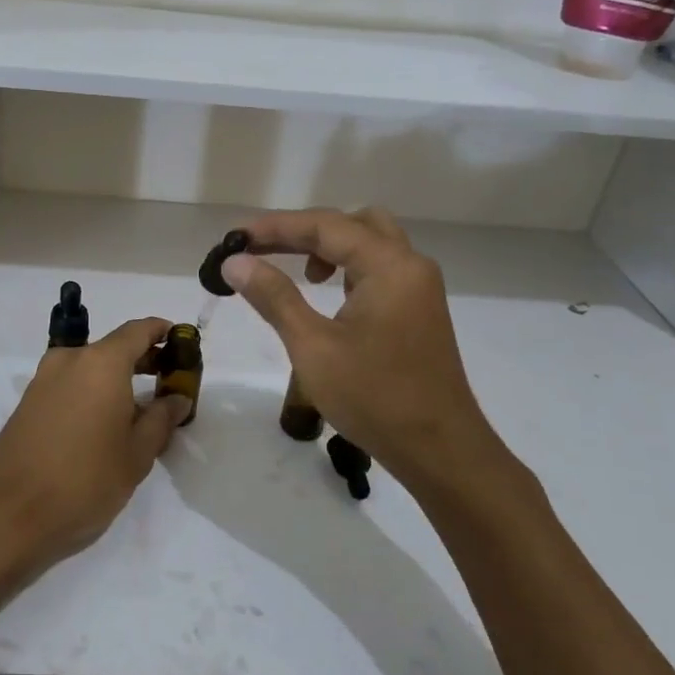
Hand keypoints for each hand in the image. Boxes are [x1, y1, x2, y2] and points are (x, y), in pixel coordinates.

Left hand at [0, 318, 190, 587]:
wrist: (6, 516)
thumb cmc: (84, 481)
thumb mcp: (136, 456)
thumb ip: (160, 420)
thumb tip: (177, 398)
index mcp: (101, 363)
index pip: (137, 330)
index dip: (161, 331)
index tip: (179, 342)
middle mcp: (69, 360)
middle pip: (113, 348)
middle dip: (141, 358)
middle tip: (167, 380)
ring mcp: (43, 381)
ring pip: (89, 368)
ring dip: (115, 379)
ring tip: (139, 410)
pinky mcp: (27, 404)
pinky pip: (69, 385)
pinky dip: (92, 393)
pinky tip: (104, 425)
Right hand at [225, 208, 514, 497]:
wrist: (440, 451)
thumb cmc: (375, 397)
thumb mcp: (313, 346)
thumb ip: (274, 297)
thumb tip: (235, 262)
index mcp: (390, 265)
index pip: (326, 225)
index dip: (276, 227)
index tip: (234, 237)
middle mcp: (410, 265)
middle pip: (353, 223)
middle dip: (305, 231)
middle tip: (264, 249)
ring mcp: (419, 288)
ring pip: (371, 243)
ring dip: (330, 247)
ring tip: (299, 273)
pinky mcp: (419, 310)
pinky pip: (380, 268)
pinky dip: (349, 267)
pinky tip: (328, 294)